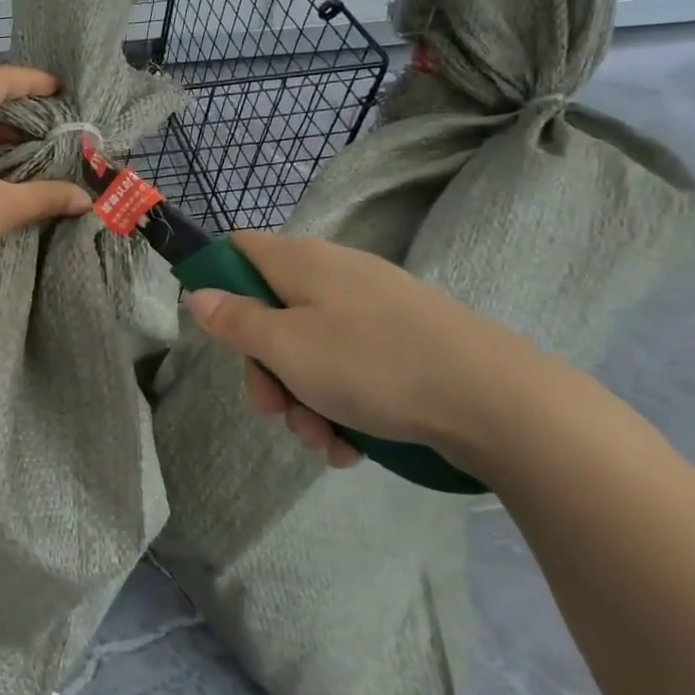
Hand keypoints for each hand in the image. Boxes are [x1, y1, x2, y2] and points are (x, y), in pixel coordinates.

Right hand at [184, 231, 547, 466]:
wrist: (497, 402)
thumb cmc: (371, 364)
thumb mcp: (285, 346)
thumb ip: (234, 320)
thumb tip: (197, 293)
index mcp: (302, 263)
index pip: (239, 248)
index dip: (218, 280)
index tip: (219, 329)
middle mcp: (335, 276)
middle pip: (271, 313)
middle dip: (264, 369)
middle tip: (273, 409)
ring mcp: (374, 310)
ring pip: (310, 350)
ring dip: (302, 399)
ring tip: (321, 440)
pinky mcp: (404, 343)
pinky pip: (351, 369)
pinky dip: (341, 406)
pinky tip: (350, 446)